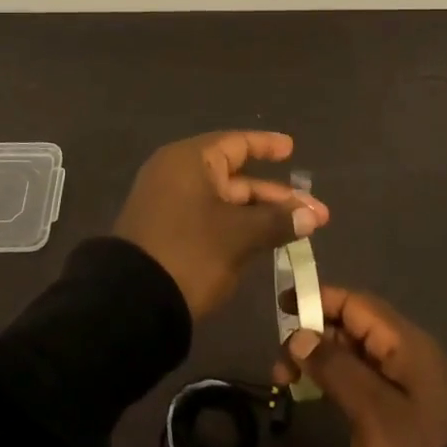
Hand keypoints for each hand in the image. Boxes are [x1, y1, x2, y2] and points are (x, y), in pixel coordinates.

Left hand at [114, 131, 328, 318]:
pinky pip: (211, 219)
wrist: (131, 303)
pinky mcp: (168, 232)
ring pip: (226, 202)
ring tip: (301, 230)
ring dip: (262, 215)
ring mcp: (171, 204)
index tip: (292, 149)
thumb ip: (277, 220)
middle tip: (316, 213)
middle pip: (236, 176)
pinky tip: (267, 241)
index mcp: (190, 161)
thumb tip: (311, 215)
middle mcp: (178, 175)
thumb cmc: (189, 252)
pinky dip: (239, 226)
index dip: (267, 146)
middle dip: (277, 196)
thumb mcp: (238, 236)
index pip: (236, 143)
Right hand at [278, 287, 446, 446]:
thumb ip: (333, 366)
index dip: (318, 299)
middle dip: (312, 334)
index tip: (282, 305)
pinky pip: (357, 377)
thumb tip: (297, 335)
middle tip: (279, 361)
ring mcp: (400, 381)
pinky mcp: (394, 408)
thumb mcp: (369, 408)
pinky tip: (308, 391)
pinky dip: (330, 378)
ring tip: (284, 380)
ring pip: (351, 352)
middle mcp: (404, 352)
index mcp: (405, 342)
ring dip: (318, 358)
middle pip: (352, 325)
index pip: (356, 304)